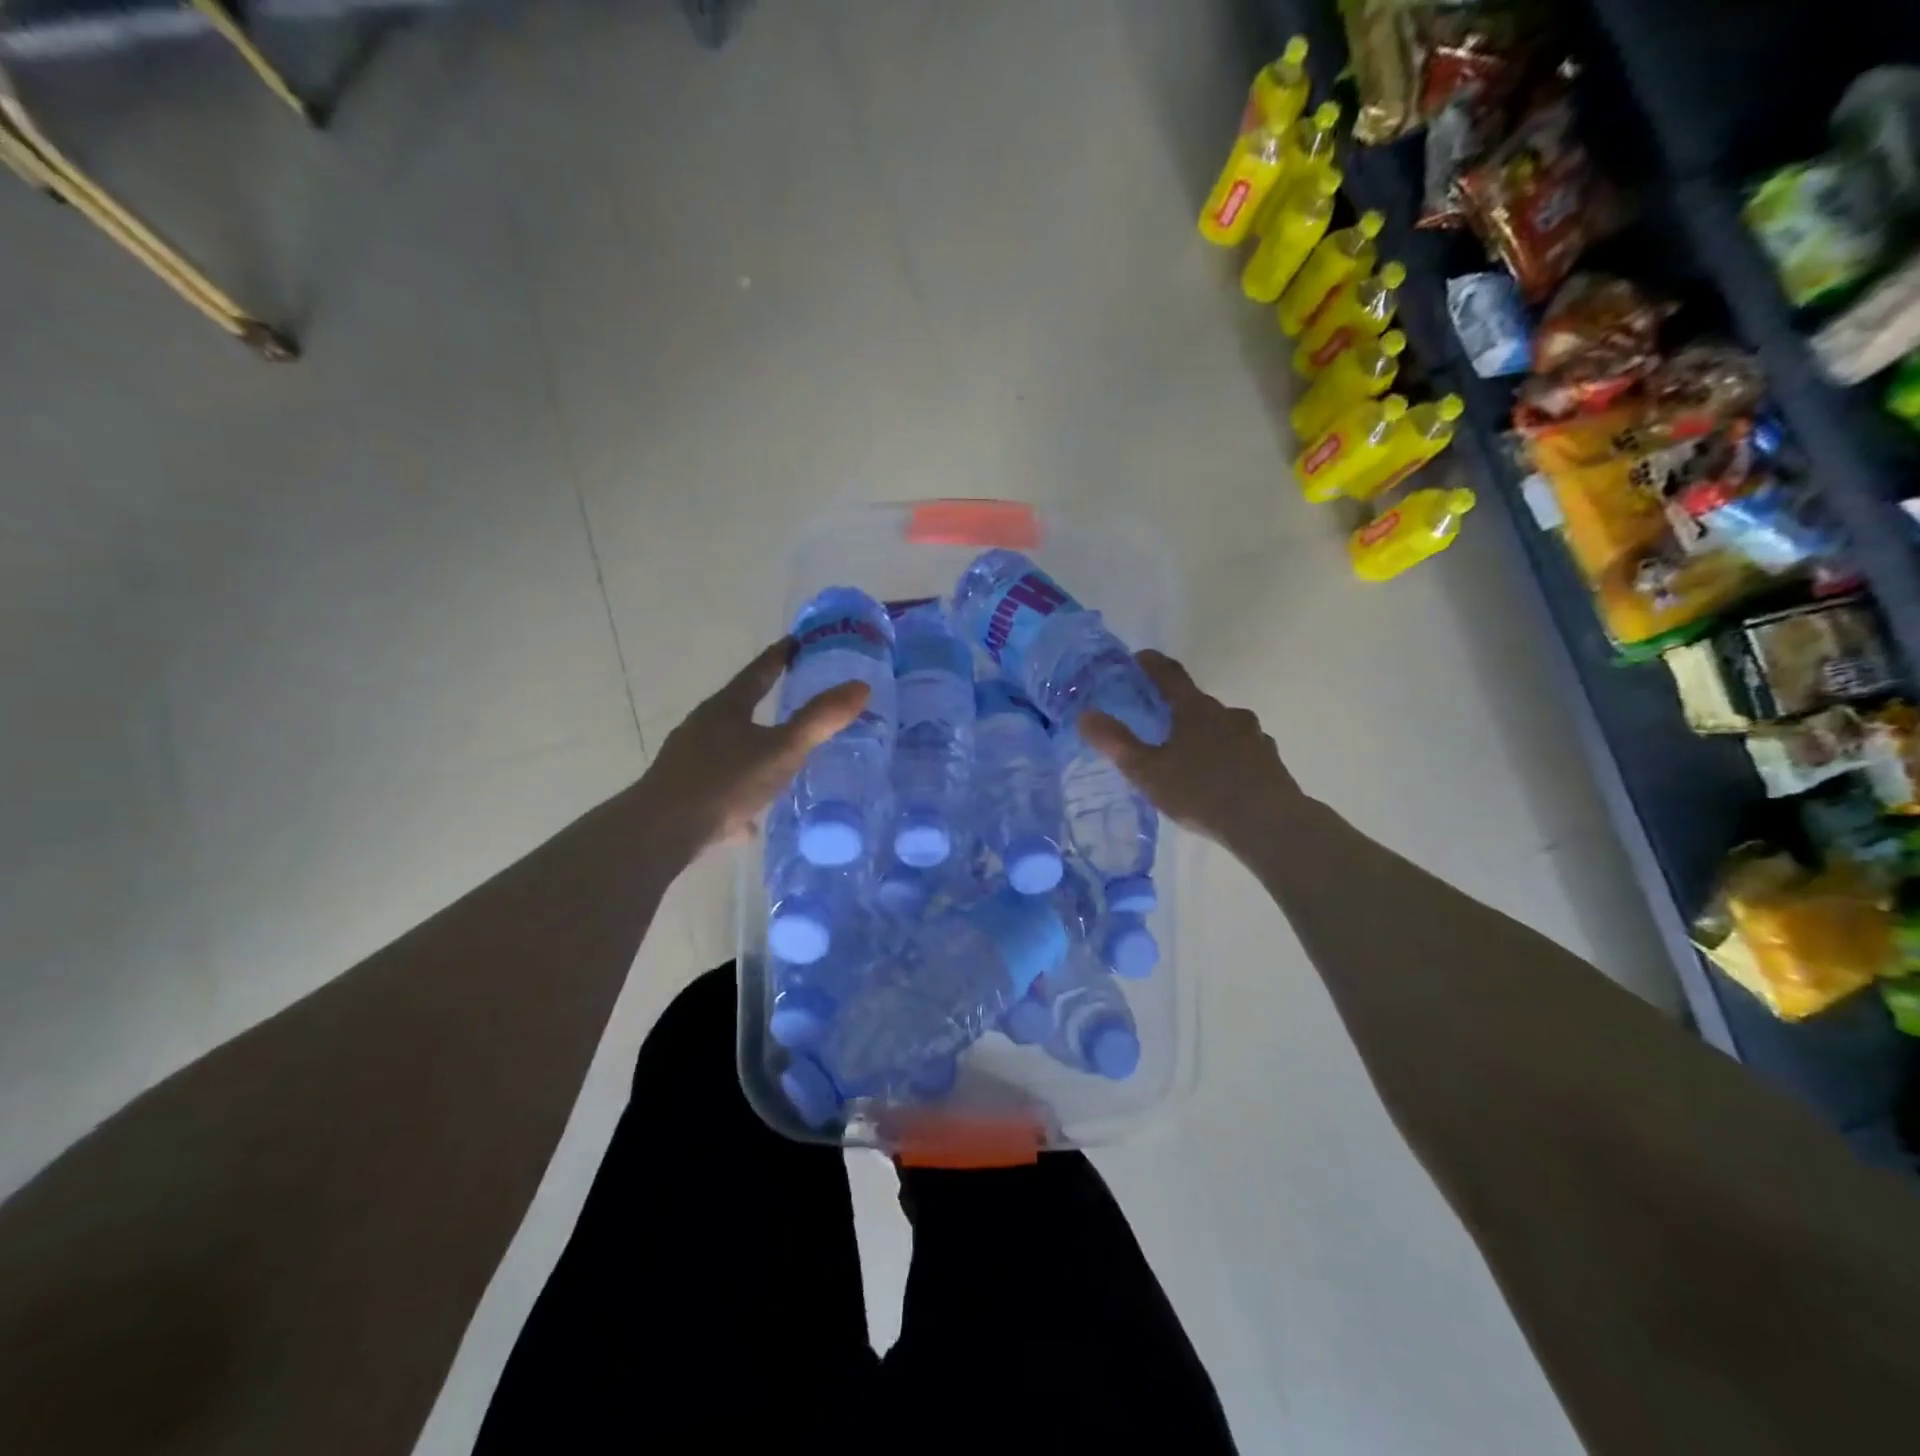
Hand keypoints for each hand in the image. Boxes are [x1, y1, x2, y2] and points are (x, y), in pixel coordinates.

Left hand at [640, 640, 868, 857]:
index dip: (780, 656)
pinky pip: (720, 788)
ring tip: (776, 763)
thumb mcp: (781, 750)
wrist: (662, 831)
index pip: (758, 672)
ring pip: (727, 749)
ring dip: (751, 751)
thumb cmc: (724, 781)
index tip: (797, 641)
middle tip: (793, 700)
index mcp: (726, 708)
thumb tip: (860, 686)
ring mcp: (688, 760)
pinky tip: (751, 820)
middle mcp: (702, 727)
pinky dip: (738, 797)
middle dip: (764, 704)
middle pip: (738, 708)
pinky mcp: (683, 793)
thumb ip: (820, 720)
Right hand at [1079, 651, 1298, 850]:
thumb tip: (1085, 714)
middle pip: (1195, 702)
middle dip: (1175, 709)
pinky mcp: (1270, 760)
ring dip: (1203, 734)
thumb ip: (1115, 743)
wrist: (1268, 824)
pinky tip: (1218, 779)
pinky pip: (1240, 749)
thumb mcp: (1147, 772)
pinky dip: (1225, 756)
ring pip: (1220, 727)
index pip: (1168, 674)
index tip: (1136, 660)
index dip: (1150, 664)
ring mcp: (1253, 735)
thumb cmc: (1200, 793)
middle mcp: (1227, 713)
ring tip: (1187, 759)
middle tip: (1155, 725)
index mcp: (1194, 709)